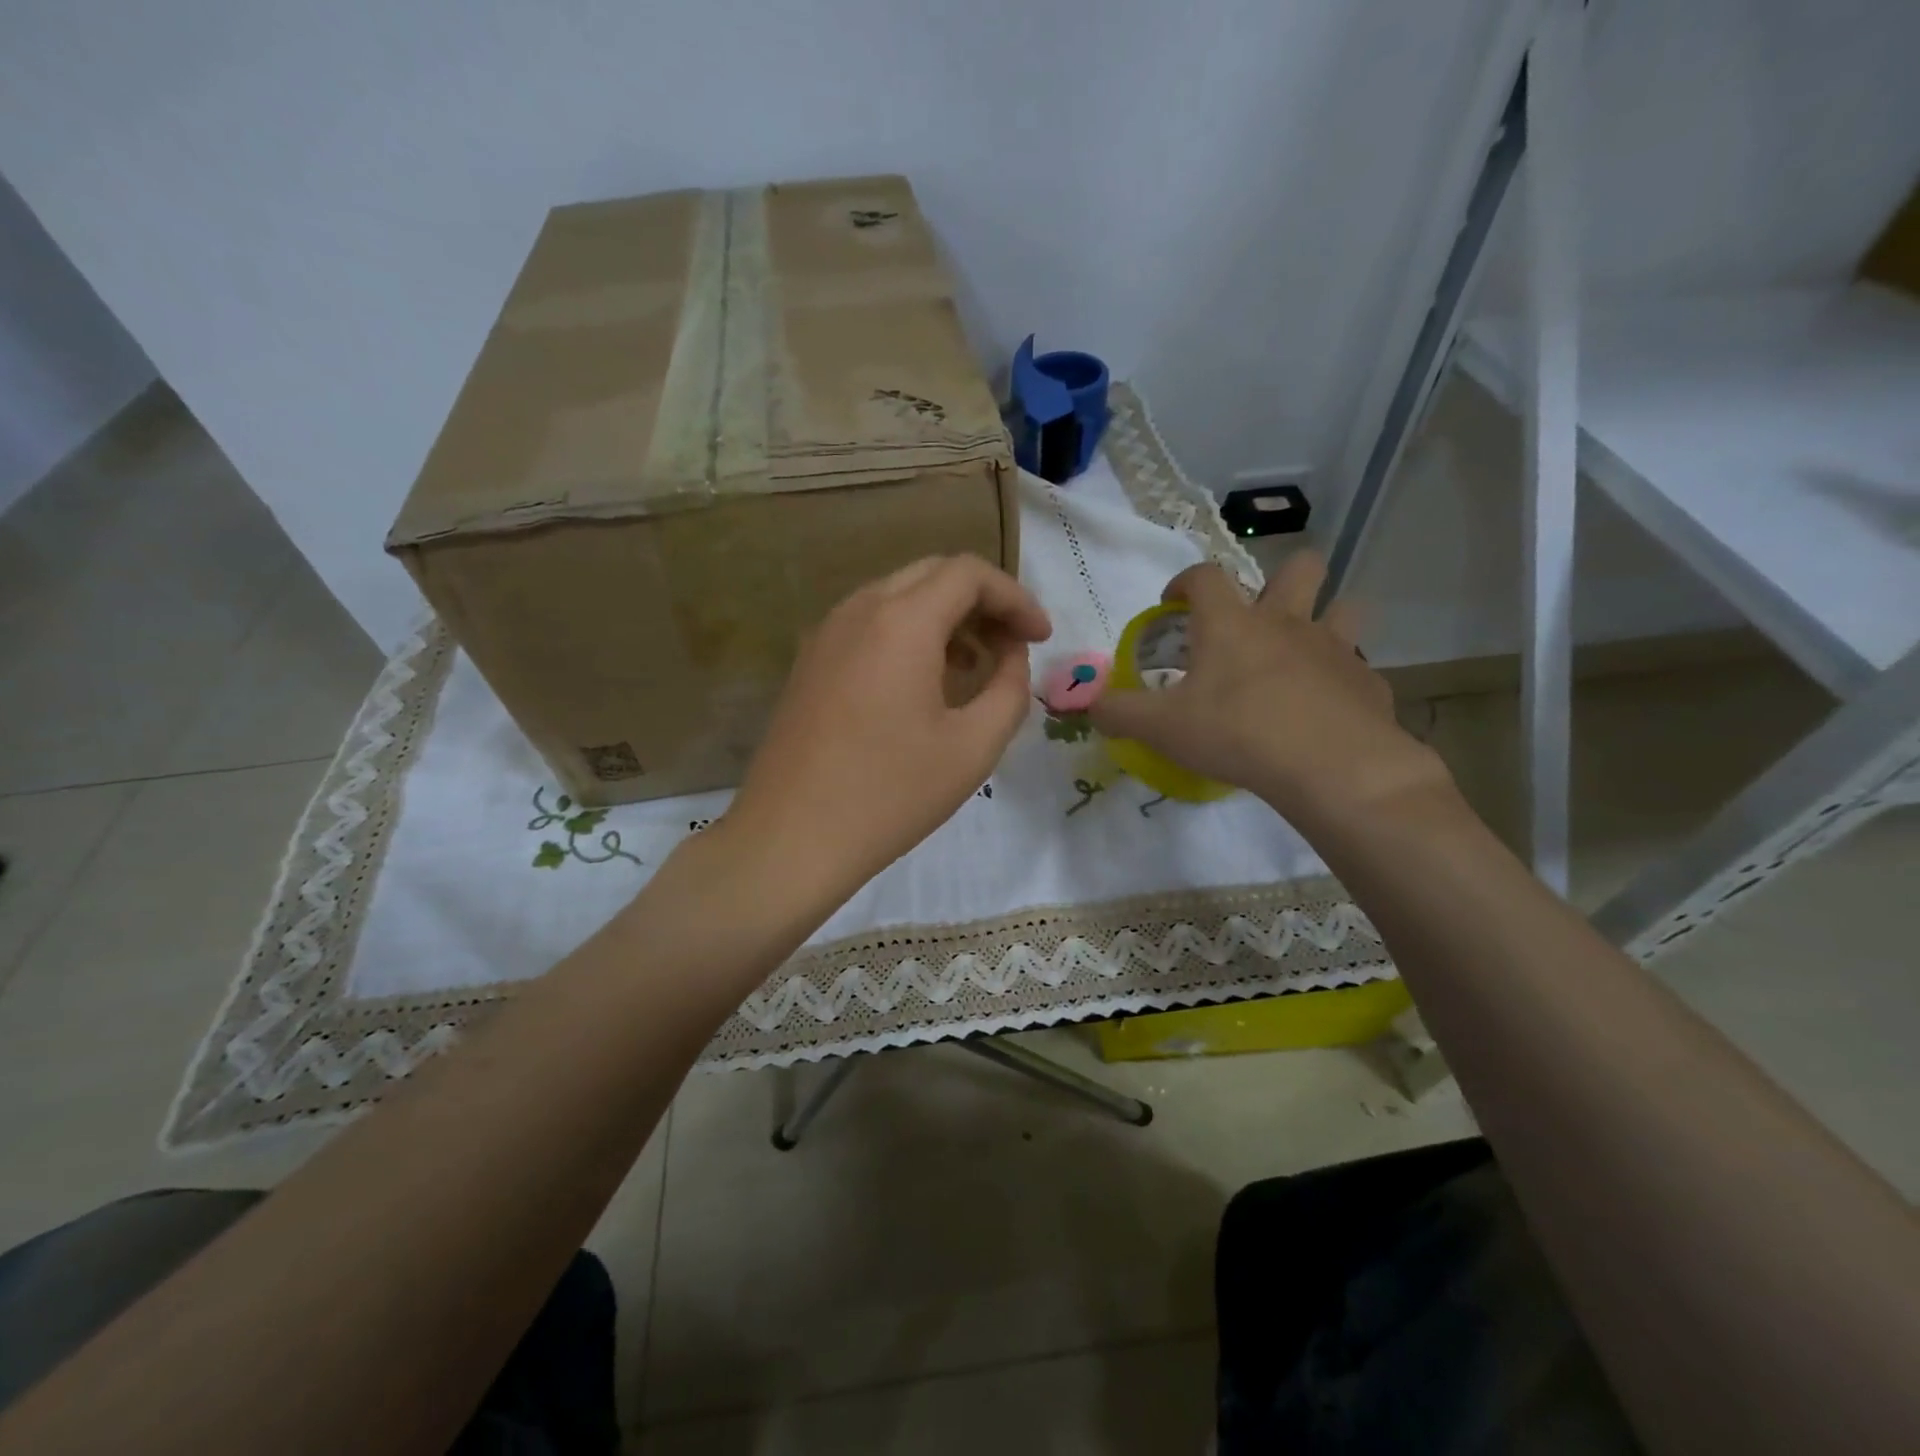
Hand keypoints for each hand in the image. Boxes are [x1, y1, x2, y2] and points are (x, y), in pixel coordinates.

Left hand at [722, 554, 1051, 905]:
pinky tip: (925, 683)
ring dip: (945, 618)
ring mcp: (826, 633)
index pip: (969, 573)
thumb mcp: (974, 746)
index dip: (1015, 598)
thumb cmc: (891, 794)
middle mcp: (859, 610)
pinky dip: (909, 635)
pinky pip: (870, 625)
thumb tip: (1012, 655)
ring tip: (975, 667)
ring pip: (898, 597)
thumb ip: (1010, 689)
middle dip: (982, 602)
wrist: (791, 837)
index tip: (1041, 638)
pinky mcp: (810, 661)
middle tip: (1013, 646)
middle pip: (933, 575)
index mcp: (901, 621)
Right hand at [1089, 553, 1449, 828]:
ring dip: (1327, 618)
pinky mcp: (1367, 682)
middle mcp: (1287, 622)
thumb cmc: (1236, 733)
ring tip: (1304, 651)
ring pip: (1344, 607)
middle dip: (1281, 578)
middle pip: (1300, 567)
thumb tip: (1091, 706)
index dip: (1185, 581)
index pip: (1205, 575)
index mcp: (1232, 623)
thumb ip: (1119, 713)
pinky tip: (1327, 710)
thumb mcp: (1161, 728)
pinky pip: (1357, 668)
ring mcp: (1335, 648)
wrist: (1329, 765)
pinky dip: (1342, 681)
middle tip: (1258, 616)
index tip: (1174, 603)